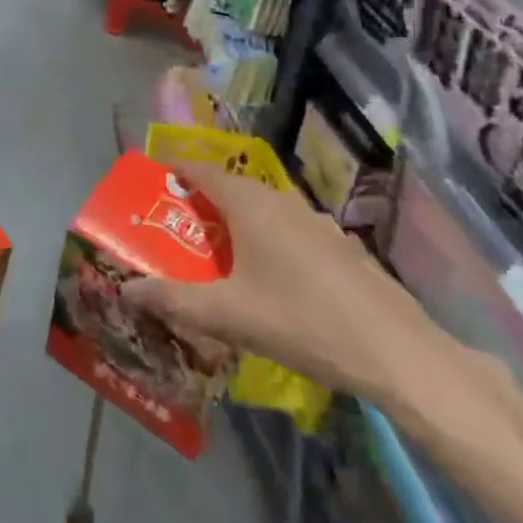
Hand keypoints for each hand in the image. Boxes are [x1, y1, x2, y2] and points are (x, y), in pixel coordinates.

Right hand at [122, 168, 435, 401]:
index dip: (175, 170)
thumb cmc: (301, 321)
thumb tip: (126, 289)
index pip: (202, 170)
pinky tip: (271, 279)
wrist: (396, 352)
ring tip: (218, 255)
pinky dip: (268, 241)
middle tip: (177, 229)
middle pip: (231, 188)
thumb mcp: (227, 316)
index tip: (153, 183)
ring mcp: (317, 222)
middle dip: (201, 203)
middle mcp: (282, 202)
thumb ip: (173, 300)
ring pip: (264, 210)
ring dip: (237, 223)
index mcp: (250, 204)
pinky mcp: (340, 247)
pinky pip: (290, 231)